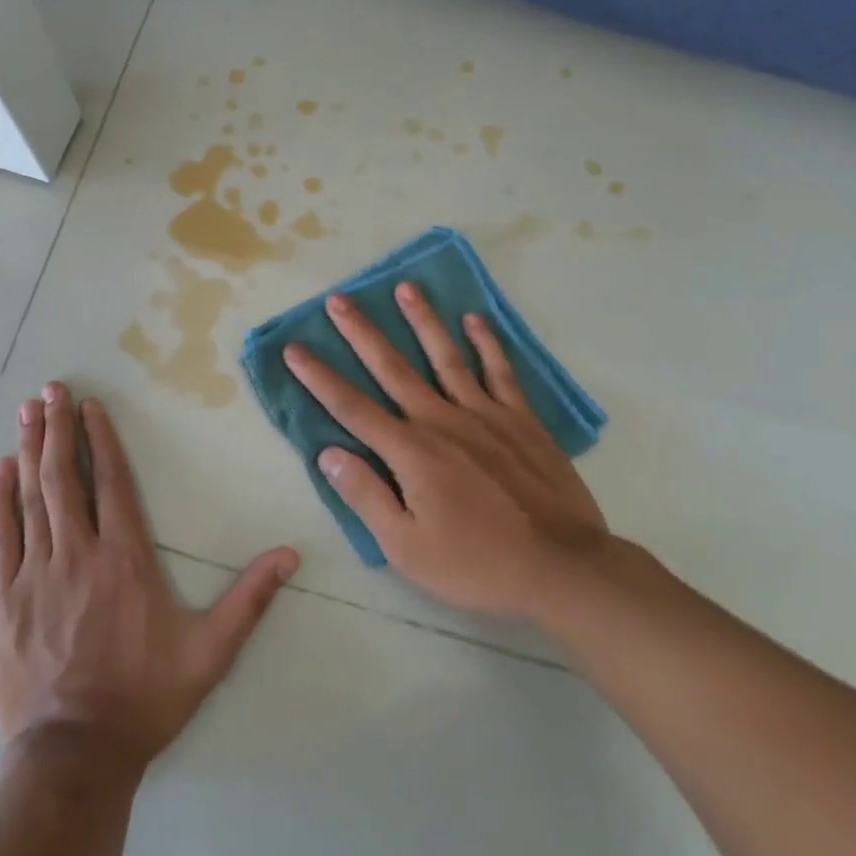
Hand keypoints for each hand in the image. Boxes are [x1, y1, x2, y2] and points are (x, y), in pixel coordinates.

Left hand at [0, 383, 299, 772]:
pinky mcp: (7, 599)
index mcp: (126, 559)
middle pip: (66, 478)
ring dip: (31, 450)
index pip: (113, 483)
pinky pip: (3, 537)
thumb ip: (249, 599)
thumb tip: (291, 554)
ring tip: (28, 411)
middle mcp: (79, 553)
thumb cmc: (145, 698)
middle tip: (51, 389)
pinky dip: (0, 500)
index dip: (102, 440)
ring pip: (33, 497)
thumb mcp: (210, 652)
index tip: (91, 405)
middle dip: (60, 429)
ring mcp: (38, 574)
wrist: (75, 756)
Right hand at [284, 283, 609, 622]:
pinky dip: (487, 343)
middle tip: (339, 299)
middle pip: (392, 368)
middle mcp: (442, 420)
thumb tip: (328, 453)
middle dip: (361, 332)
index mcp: (410, 452)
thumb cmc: (476, 564)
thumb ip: (366, 496)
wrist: (562, 568)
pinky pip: (500, 372)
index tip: (293, 348)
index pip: (351, 407)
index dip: (319, 378)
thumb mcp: (406, 547)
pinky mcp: (521, 420)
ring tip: (406, 288)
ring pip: (446, 356)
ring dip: (423, 320)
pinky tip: (474, 319)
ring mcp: (485, 415)